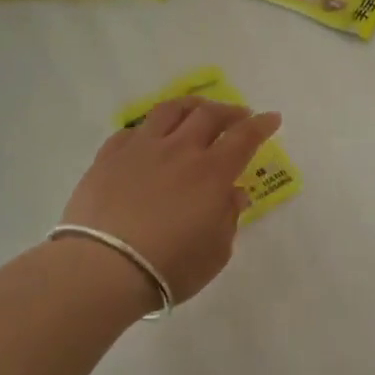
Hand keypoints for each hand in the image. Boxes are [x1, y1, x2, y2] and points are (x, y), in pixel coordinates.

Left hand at [60, 97, 281, 306]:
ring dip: (190, 106)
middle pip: (208, 114)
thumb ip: (228, 218)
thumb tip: (234, 194)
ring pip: (169, 111)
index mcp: (211, 173)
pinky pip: (132, 130)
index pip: (244, 137)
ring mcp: (140, 150)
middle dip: (229, 111)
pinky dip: (149, 129)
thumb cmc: (170, 267)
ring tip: (197, 110)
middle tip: (239, 116)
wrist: (103, 269)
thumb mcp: (216, 252)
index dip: (261, 124)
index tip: (272, 118)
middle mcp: (179, 151)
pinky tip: (151, 136)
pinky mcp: (108, 158)